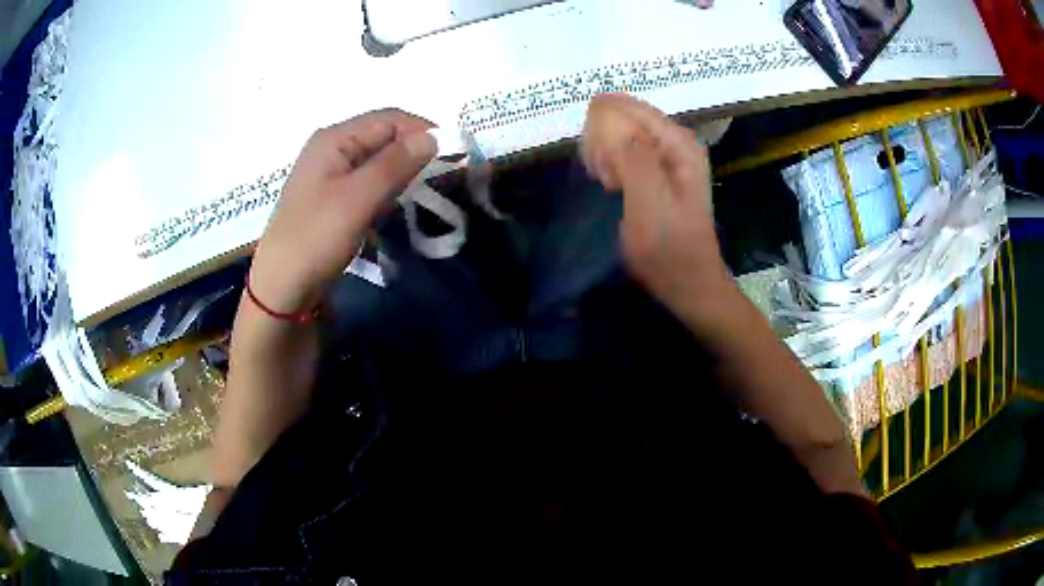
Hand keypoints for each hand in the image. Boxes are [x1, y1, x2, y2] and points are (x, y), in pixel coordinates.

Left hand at [249, 110, 435, 313]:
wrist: (282, 289)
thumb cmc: (316, 238)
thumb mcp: (358, 198)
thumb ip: (396, 163)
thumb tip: (434, 136)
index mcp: (334, 139)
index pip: (389, 119)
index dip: (423, 130)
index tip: (454, 154)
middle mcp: (332, 149)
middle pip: (383, 137)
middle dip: (414, 152)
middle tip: (444, 176)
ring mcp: (331, 175)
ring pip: (378, 162)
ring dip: (403, 173)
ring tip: (425, 191)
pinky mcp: (333, 199)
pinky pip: (368, 183)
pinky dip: (387, 190)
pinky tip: (396, 205)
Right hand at [581, 94, 731, 322]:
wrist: (689, 283)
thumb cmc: (669, 249)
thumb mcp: (649, 203)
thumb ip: (633, 157)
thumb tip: (605, 118)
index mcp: (678, 141)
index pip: (627, 107)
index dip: (602, 130)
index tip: (601, 167)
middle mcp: (675, 140)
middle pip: (623, 116)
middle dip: (603, 142)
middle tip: (606, 181)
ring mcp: (668, 155)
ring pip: (620, 133)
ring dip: (605, 155)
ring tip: (610, 186)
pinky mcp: (658, 170)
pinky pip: (624, 150)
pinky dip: (611, 164)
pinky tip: (612, 186)